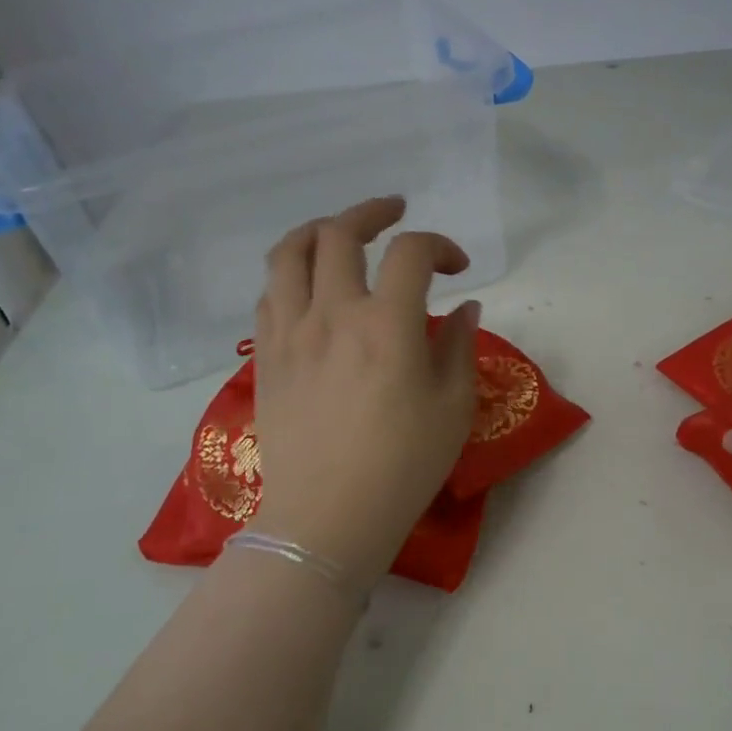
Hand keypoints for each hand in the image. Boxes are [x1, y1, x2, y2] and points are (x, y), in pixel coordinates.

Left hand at [245, 196, 478, 599]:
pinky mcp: (266, 357)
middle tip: (394, 213)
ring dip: (318, 230)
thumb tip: (465, 309)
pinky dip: (291, 273)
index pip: (411, 253)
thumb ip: (459, 348)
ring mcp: (289, 333)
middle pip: (340, 233)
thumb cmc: (403, 467)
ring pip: (289, 253)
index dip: (440, 245)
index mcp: (387, 325)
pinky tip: (309, 287)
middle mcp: (332, 314)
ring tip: (339, 233)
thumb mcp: (453, 409)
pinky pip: (269, 294)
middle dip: (372, 212)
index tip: (458, 268)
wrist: (327, 518)